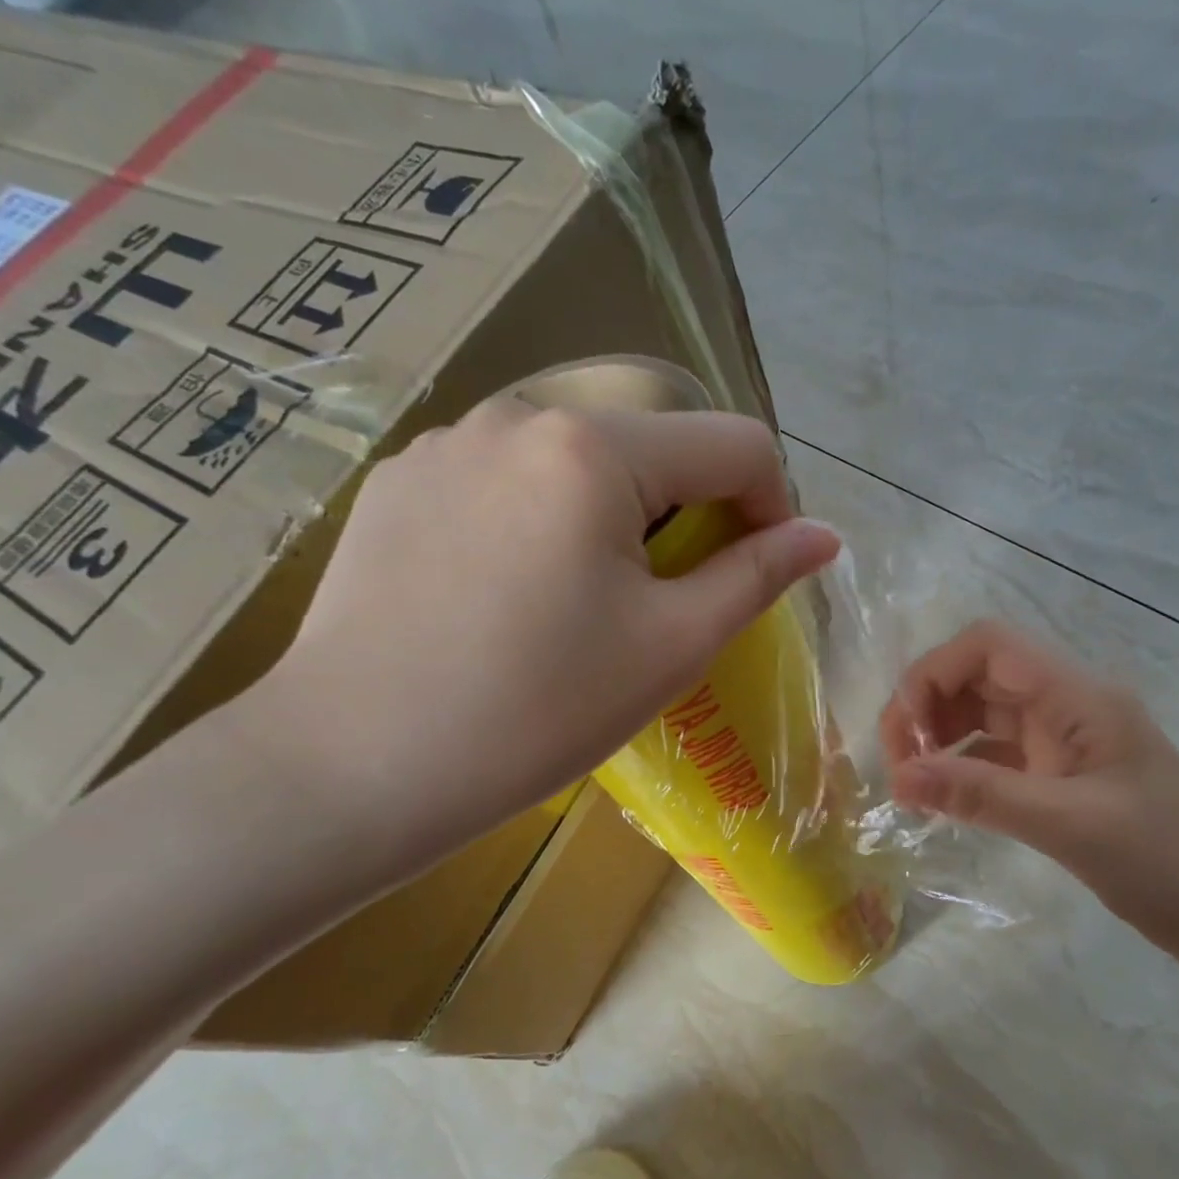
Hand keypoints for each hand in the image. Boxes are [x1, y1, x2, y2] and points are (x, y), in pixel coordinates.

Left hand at [245, 399, 839, 881]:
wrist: (354, 765)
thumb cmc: (536, 709)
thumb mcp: (670, 645)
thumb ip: (757, 576)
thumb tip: (824, 536)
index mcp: (594, 448)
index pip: (733, 443)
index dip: (773, 505)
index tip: (762, 571)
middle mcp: (517, 414)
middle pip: (652, 446)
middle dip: (688, 514)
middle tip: (669, 601)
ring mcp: (445, 443)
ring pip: (575, 461)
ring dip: (614, 517)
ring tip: (586, 603)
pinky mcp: (398, 483)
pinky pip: (504, 481)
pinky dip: (540, 522)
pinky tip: (509, 597)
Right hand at [881, 622, 1178, 978]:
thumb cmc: (1163, 862)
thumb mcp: (1067, 826)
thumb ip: (981, 795)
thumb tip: (900, 777)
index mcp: (1077, 696)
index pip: (988, 645)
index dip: (933, 673)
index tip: (905, 733)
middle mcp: (1065, 704)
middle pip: (976, 675)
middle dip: (927, 709)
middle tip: (898, 767)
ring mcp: (1062, 738)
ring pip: (980, 714)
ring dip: (939, 739)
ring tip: (912, 786)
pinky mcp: (1058, 772)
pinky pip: (994, 753)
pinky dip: (961, 768)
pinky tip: (941, 799)